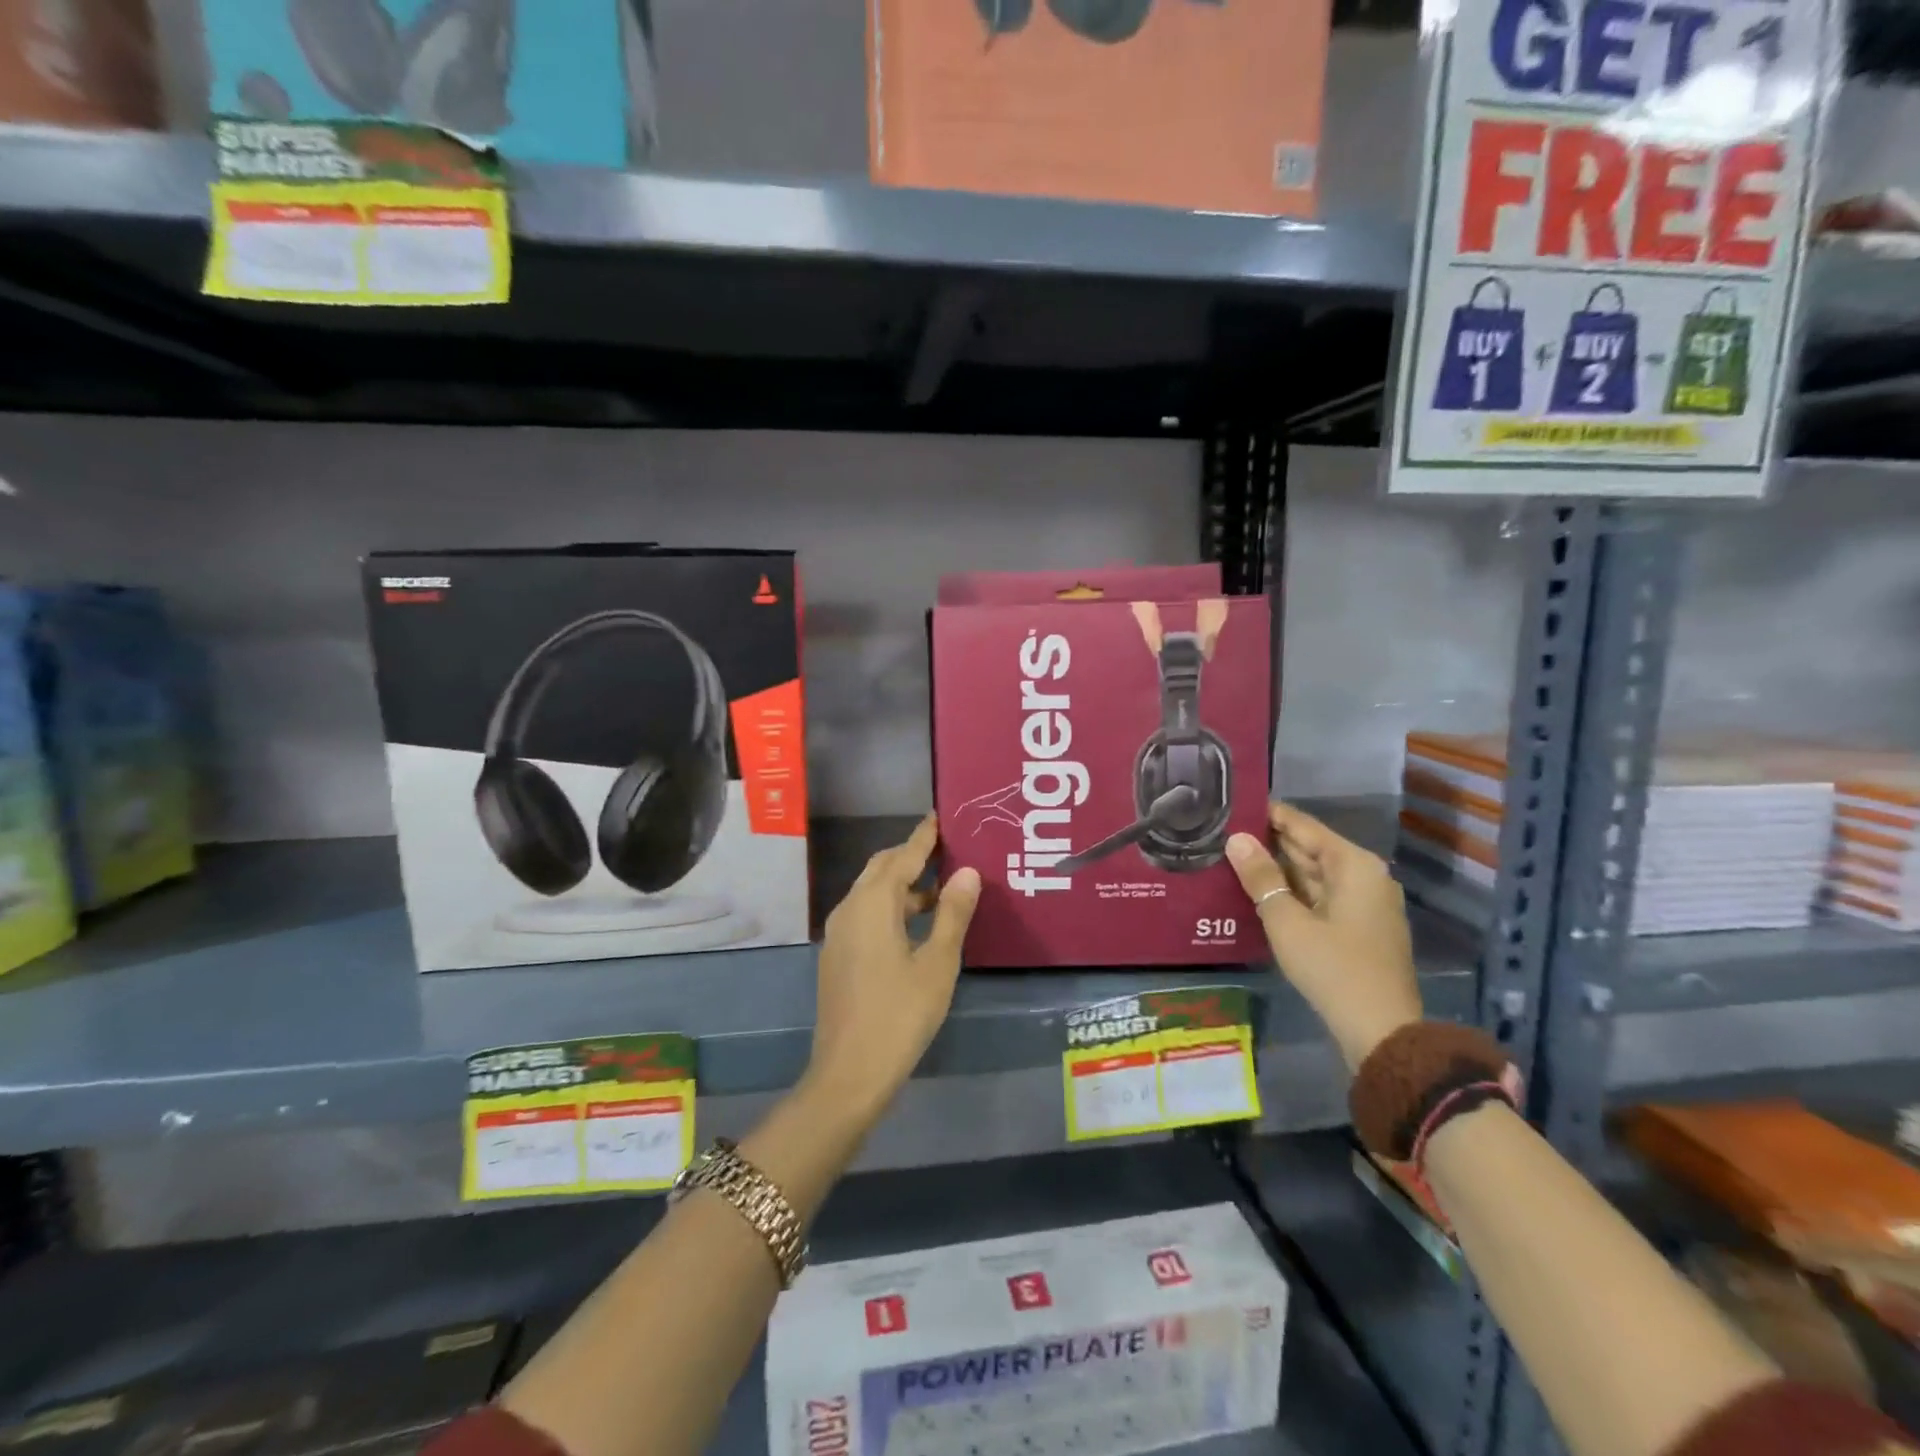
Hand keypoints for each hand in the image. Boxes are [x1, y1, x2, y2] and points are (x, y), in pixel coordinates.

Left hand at [804, 815, 981, 1127]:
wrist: (849, 1073)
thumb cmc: (901, 1014)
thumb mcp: (937, 963)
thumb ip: (952, 914)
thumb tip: (968, 873)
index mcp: (873, 904)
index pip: (902, 856)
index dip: (923, 837)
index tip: (939, 817)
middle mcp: (850, 909)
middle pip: (881, 869)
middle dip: (911, 857)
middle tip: (946, 850)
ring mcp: (839, 933)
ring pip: (872, 893)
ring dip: (903, 885)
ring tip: (941, 888)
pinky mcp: (837, 955)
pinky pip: (866, 914)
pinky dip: (891, 907)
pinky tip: (915, 925)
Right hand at [1226, 803, 1422, 1072]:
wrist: (1381, 1032)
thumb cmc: (1333, 968)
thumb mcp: (1287, 921)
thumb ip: (1261, 877)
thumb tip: (1235, 839)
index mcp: (1354, 864)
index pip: (1303, 825)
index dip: (1268, 814)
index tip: (1232, 804)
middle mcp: (1365, 875)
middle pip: (1310, 848)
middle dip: (1269, 842)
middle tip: (1223, 832)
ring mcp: (1365, 903)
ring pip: (1314, 874)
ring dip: (1278, 868)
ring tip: (1232, 857)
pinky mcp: (1359, 927)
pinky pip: (1320, 896)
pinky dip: (1292, 891)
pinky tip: (1259, 891)